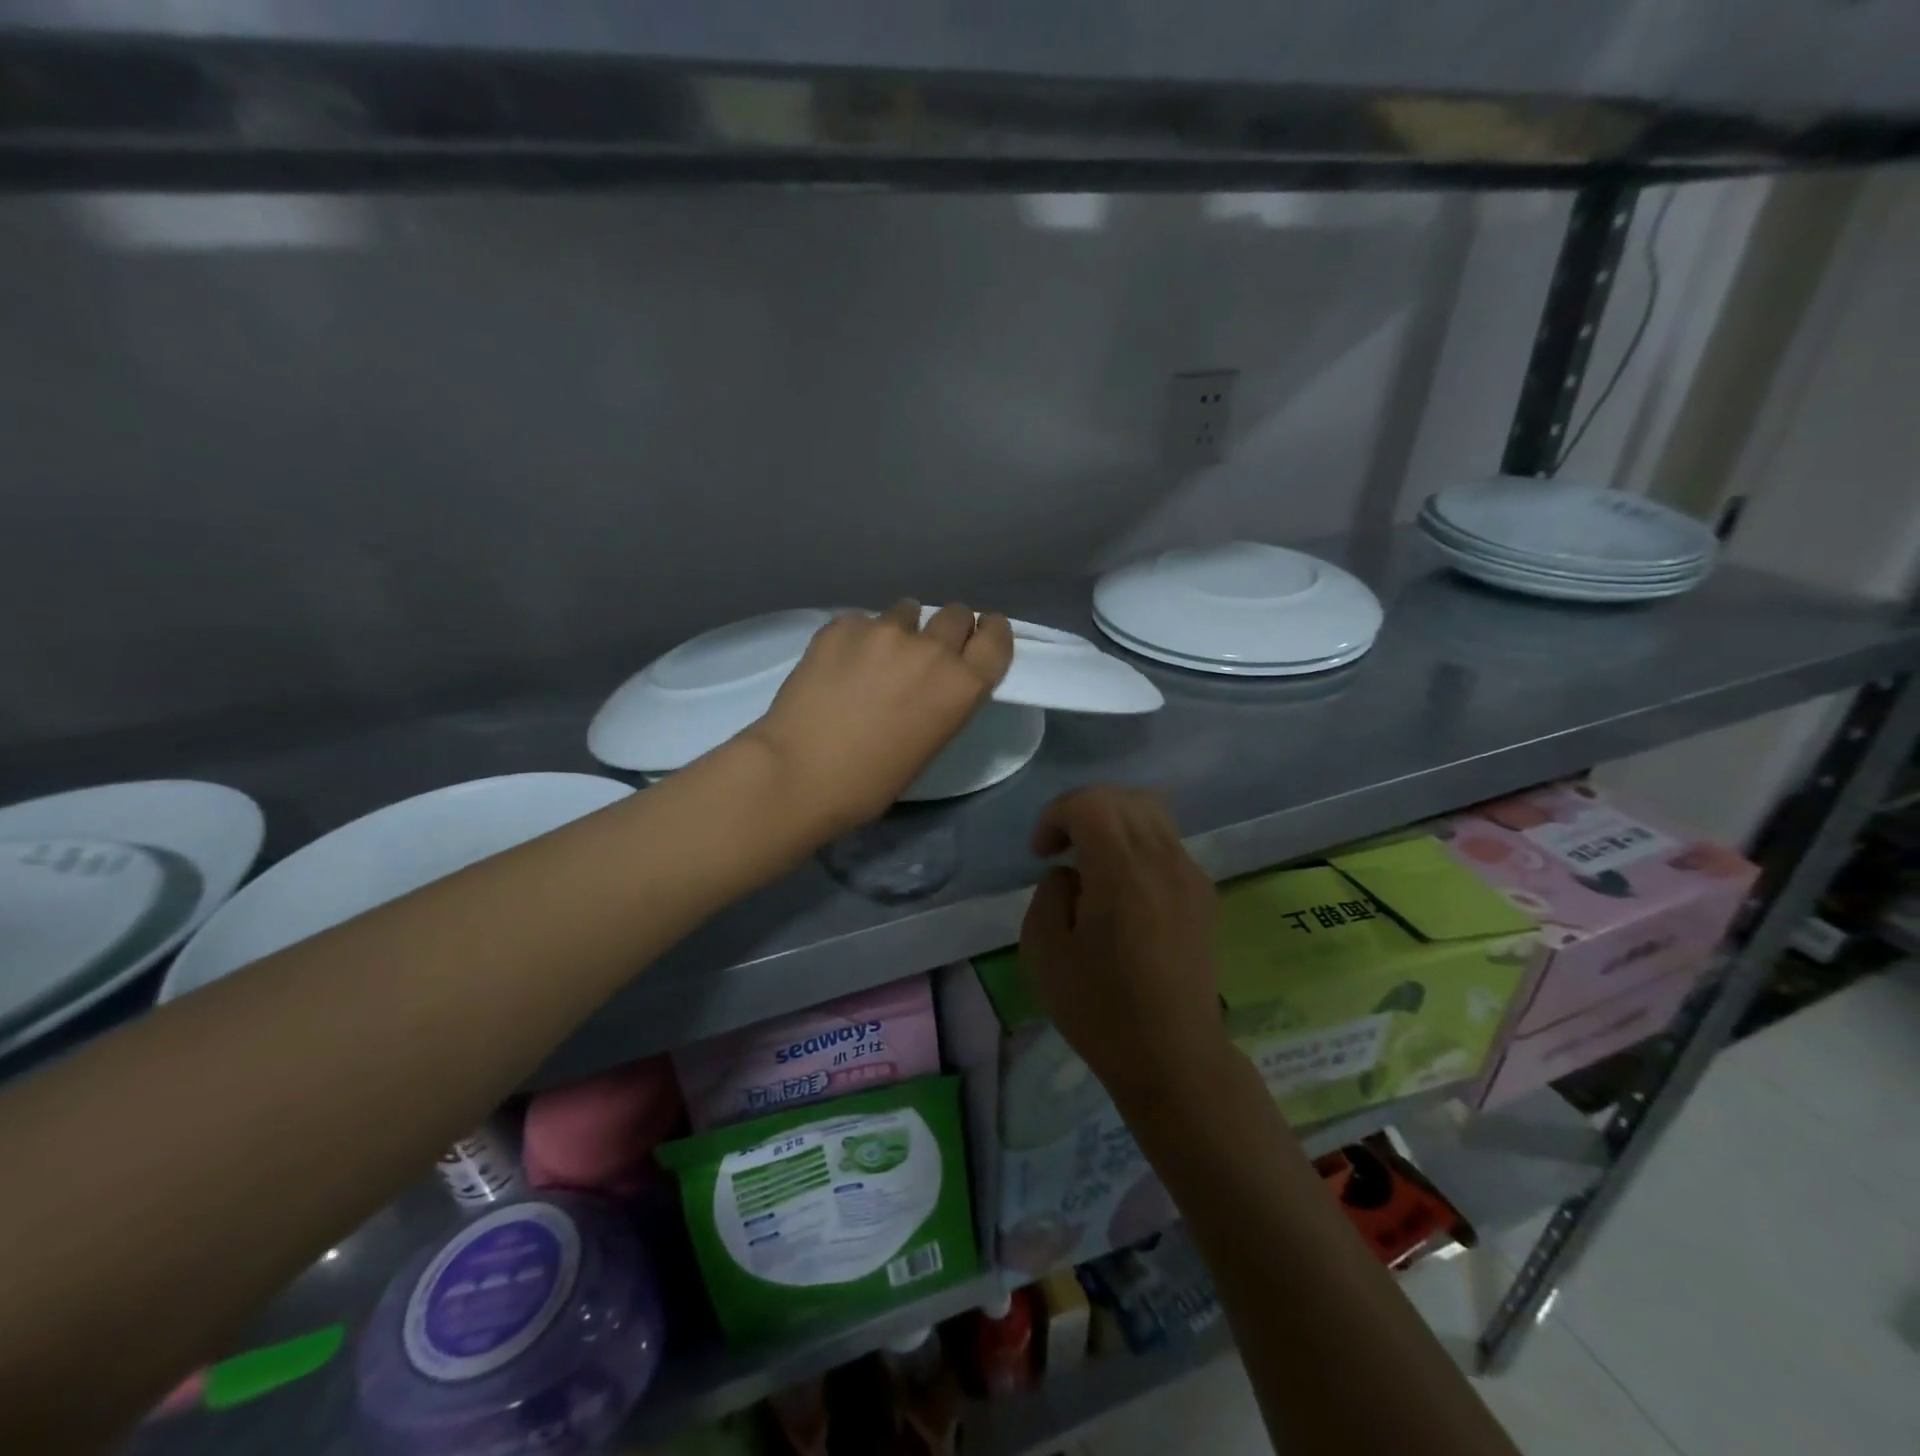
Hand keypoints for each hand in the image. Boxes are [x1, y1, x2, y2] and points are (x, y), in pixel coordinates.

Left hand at [744, 601, 1013, 838]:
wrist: (800, 773)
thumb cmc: (871, 781)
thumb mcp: (930, 743)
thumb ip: (943, 700)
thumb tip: (932, 680)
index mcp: (961, 685)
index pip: (996, 639)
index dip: (991, 633)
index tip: (981, 634)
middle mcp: (931, 649)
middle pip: (956, 614)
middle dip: (947, 628)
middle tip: (926, 651)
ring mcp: (884, 631)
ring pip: (906, 610)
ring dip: (901, 629)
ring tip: (876, 657)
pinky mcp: (842, 625)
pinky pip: (861, 621)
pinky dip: (857, 638)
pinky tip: (837, 665)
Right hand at [1019, 787, 1223, 1105]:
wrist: (1173, 1056)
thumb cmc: (1100, 1008)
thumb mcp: (1044, 951)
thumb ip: (1049, 893)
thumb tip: (1071, 875)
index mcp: (1122, 870)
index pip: (1089, 802)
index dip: (1055, 815)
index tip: (1041, 853)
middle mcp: (1163, 859)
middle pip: (1122, 797)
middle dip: (1082, 810)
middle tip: (1060, 849)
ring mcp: (1190, 874)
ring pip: (1151, 812)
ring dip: (1113, 821)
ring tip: (1092, 861)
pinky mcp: (1204, 894)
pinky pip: (1168, 843)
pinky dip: (1138, 843)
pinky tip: (1124, 887)